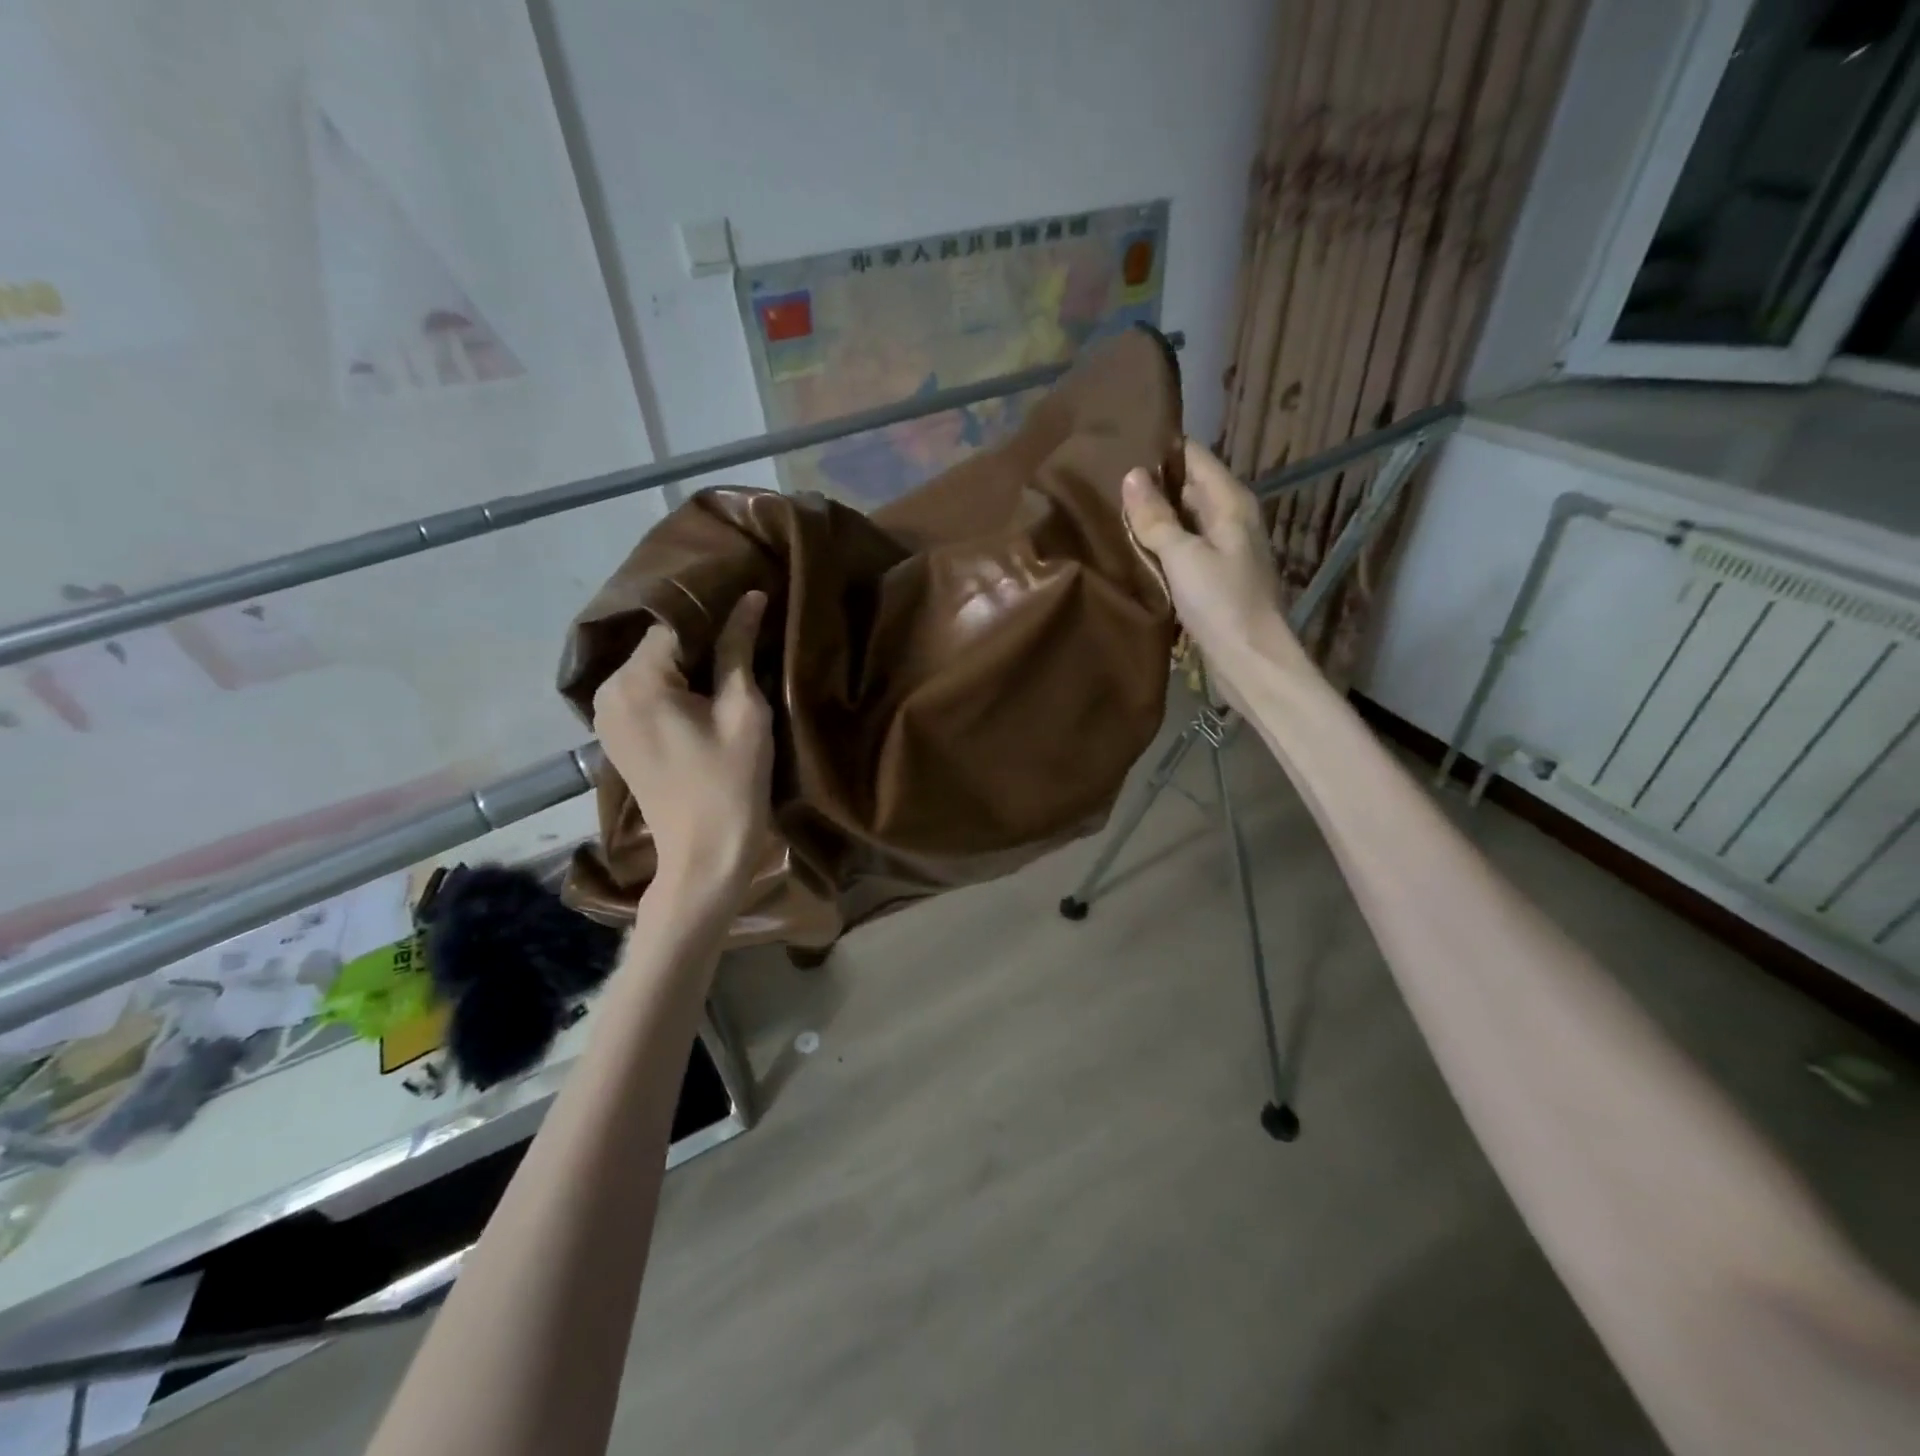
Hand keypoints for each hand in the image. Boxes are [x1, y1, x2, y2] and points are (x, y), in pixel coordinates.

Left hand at [592, 592, 772, 898]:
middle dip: (702, 639)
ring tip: (731, 665)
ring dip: (689, 663)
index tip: (751, 609)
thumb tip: (750, 598)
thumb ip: (738, 648)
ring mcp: (605, 715)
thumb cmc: (731, 783)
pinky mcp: (614, 736)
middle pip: (661, 643)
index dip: (716, 614)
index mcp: (636, 680)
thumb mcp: (743, 711)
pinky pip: (646, 692)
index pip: (677, 622)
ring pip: (653, 666)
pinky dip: (674, 686)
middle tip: (747, 639)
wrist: (704, 855)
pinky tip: (705, 695)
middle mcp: (607, 690)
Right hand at [1123, 440, 1307, 693]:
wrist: (1251, 662)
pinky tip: (1130, 550)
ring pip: (1183, 521)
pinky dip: (1160, 547)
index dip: (1161, 449)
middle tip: (1102, 480)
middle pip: (1187, 488)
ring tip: (1107, 511)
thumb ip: (1157, 517)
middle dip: (1151, 484)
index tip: (1119, 443)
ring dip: (1153, 518)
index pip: (1194, 457)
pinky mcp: (1213, 578)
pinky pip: (1182, 550)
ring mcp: (1223, 550)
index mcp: (1230, 502)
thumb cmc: (1222, 603)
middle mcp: (1230, 519)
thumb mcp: (1184, 556)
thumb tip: (1132, 474)